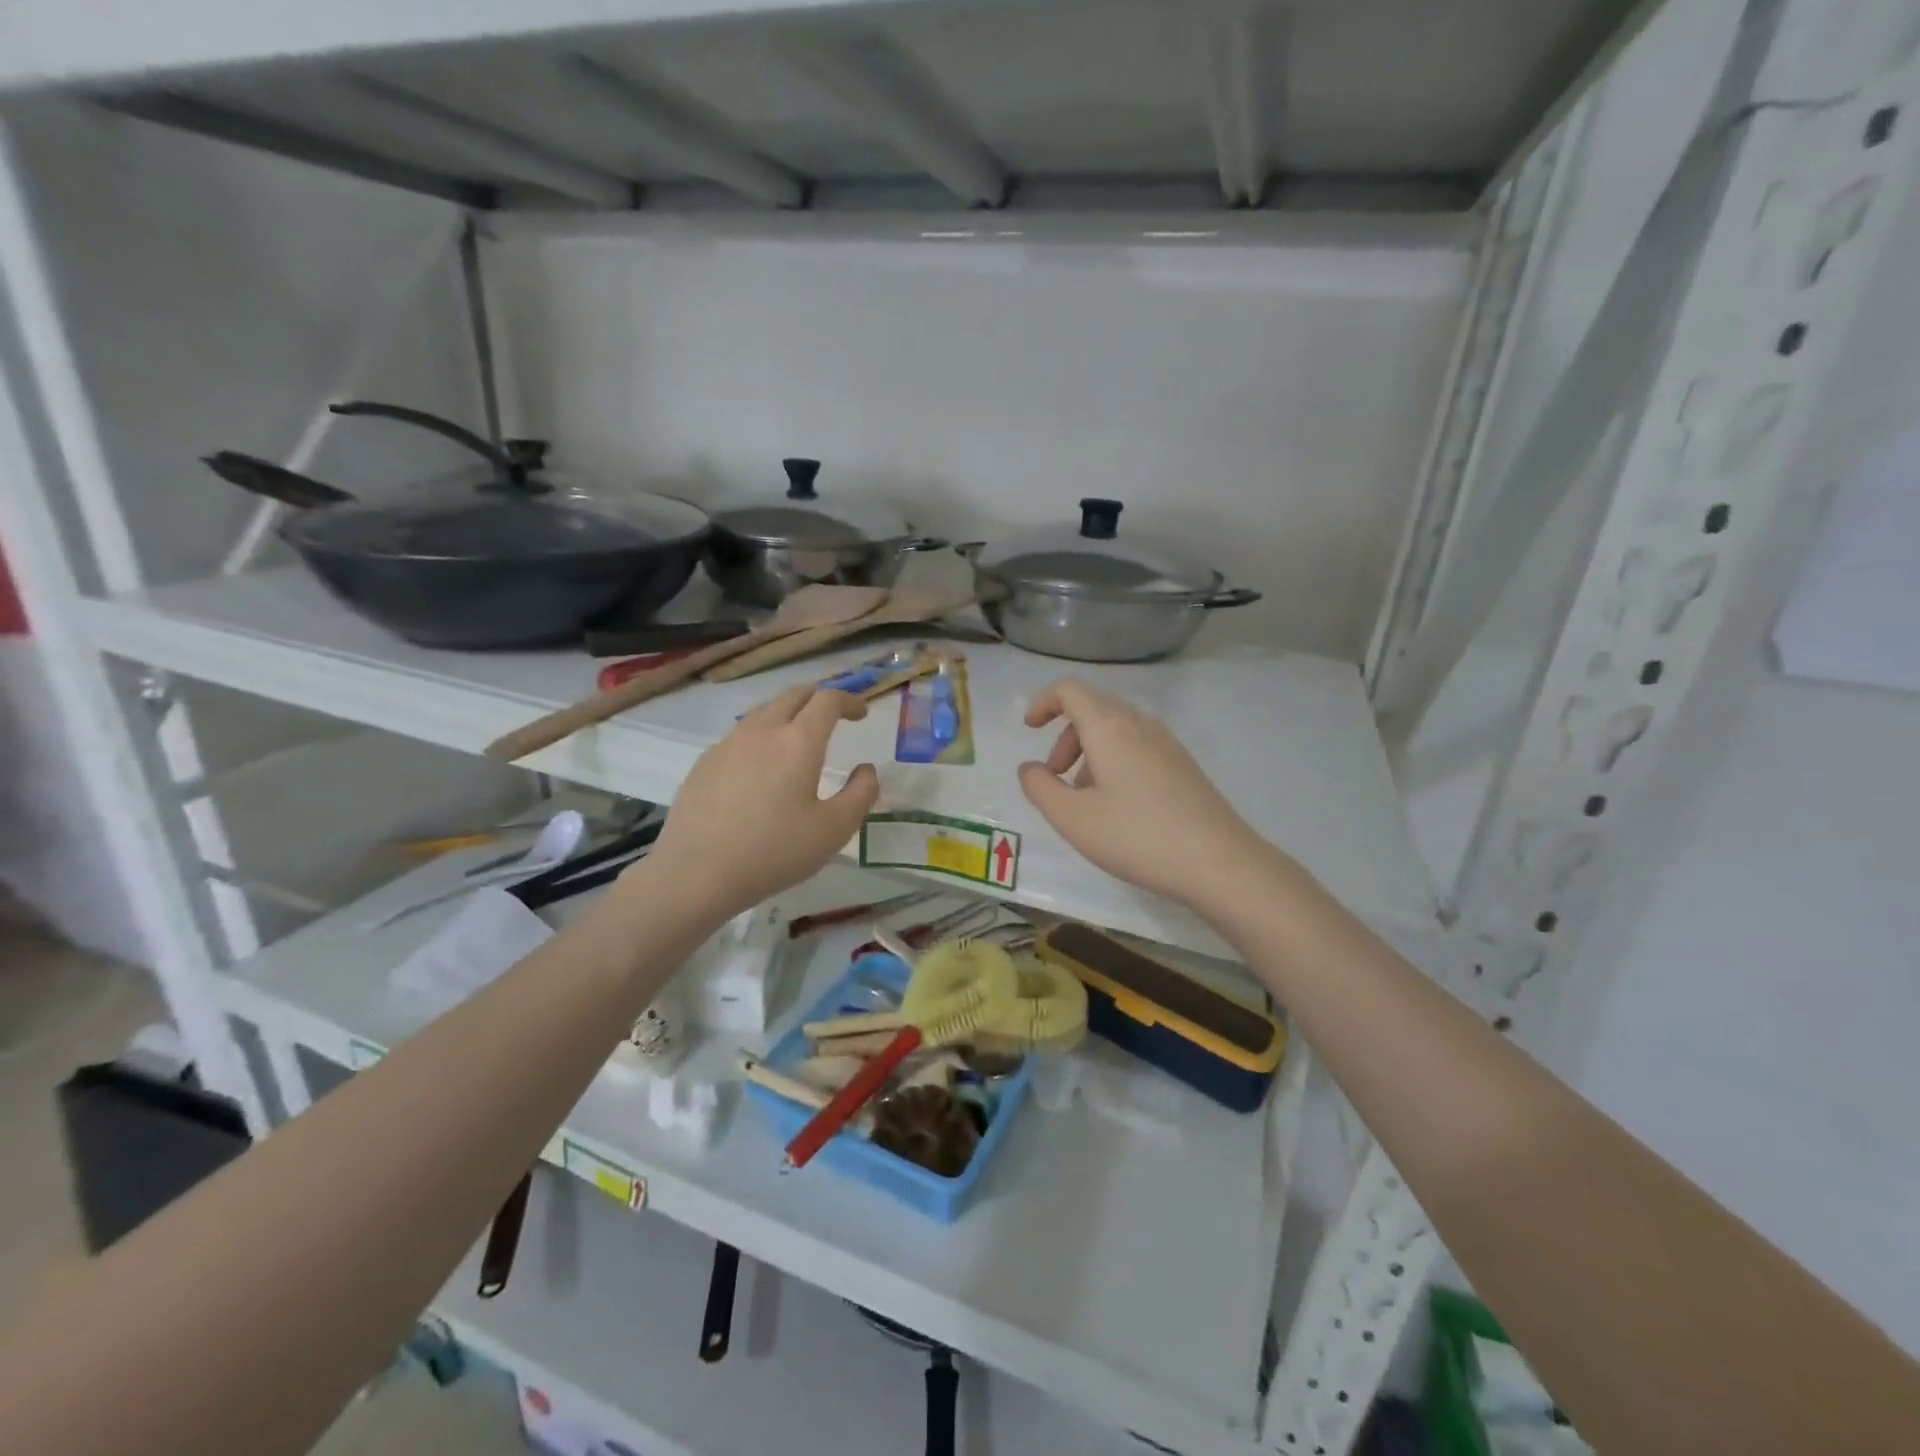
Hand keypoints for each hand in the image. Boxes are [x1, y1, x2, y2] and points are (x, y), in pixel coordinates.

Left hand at [644, 685, 878, 921]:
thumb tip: (866, 770)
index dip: (849, 700)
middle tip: (834, 717)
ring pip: (764, 712)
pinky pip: (741, 736)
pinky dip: (762, 737)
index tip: (862, 714)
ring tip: (798, 741)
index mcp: (798, 742)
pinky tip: (761, 769)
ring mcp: (728, 744)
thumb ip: (861, 794)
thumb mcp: (834, 829)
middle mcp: (762, 731)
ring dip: (788, 715)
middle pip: (793, 695)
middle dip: (819, 698)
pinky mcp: (704, 762)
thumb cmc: (774, 852)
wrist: (696, 874)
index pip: (828, 700)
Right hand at [1017, 679, 1280, 911]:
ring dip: (1089, 752)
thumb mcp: (1073, 819)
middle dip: (1064, 736)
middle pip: (1092, 708)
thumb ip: (1040, 788)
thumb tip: (1030, 768)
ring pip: (1116, 729)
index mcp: (1110, 727)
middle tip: (1054, 776)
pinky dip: (1114, 761)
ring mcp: (1167, 743)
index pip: (1070, 690)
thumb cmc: (1137, 837)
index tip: (1029, 729)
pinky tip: (1118, 806)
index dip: (1043, 702)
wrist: (1219, 862)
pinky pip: (1137, 746)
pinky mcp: (1183, 764)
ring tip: (1084, 799)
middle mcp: (1140, 724)